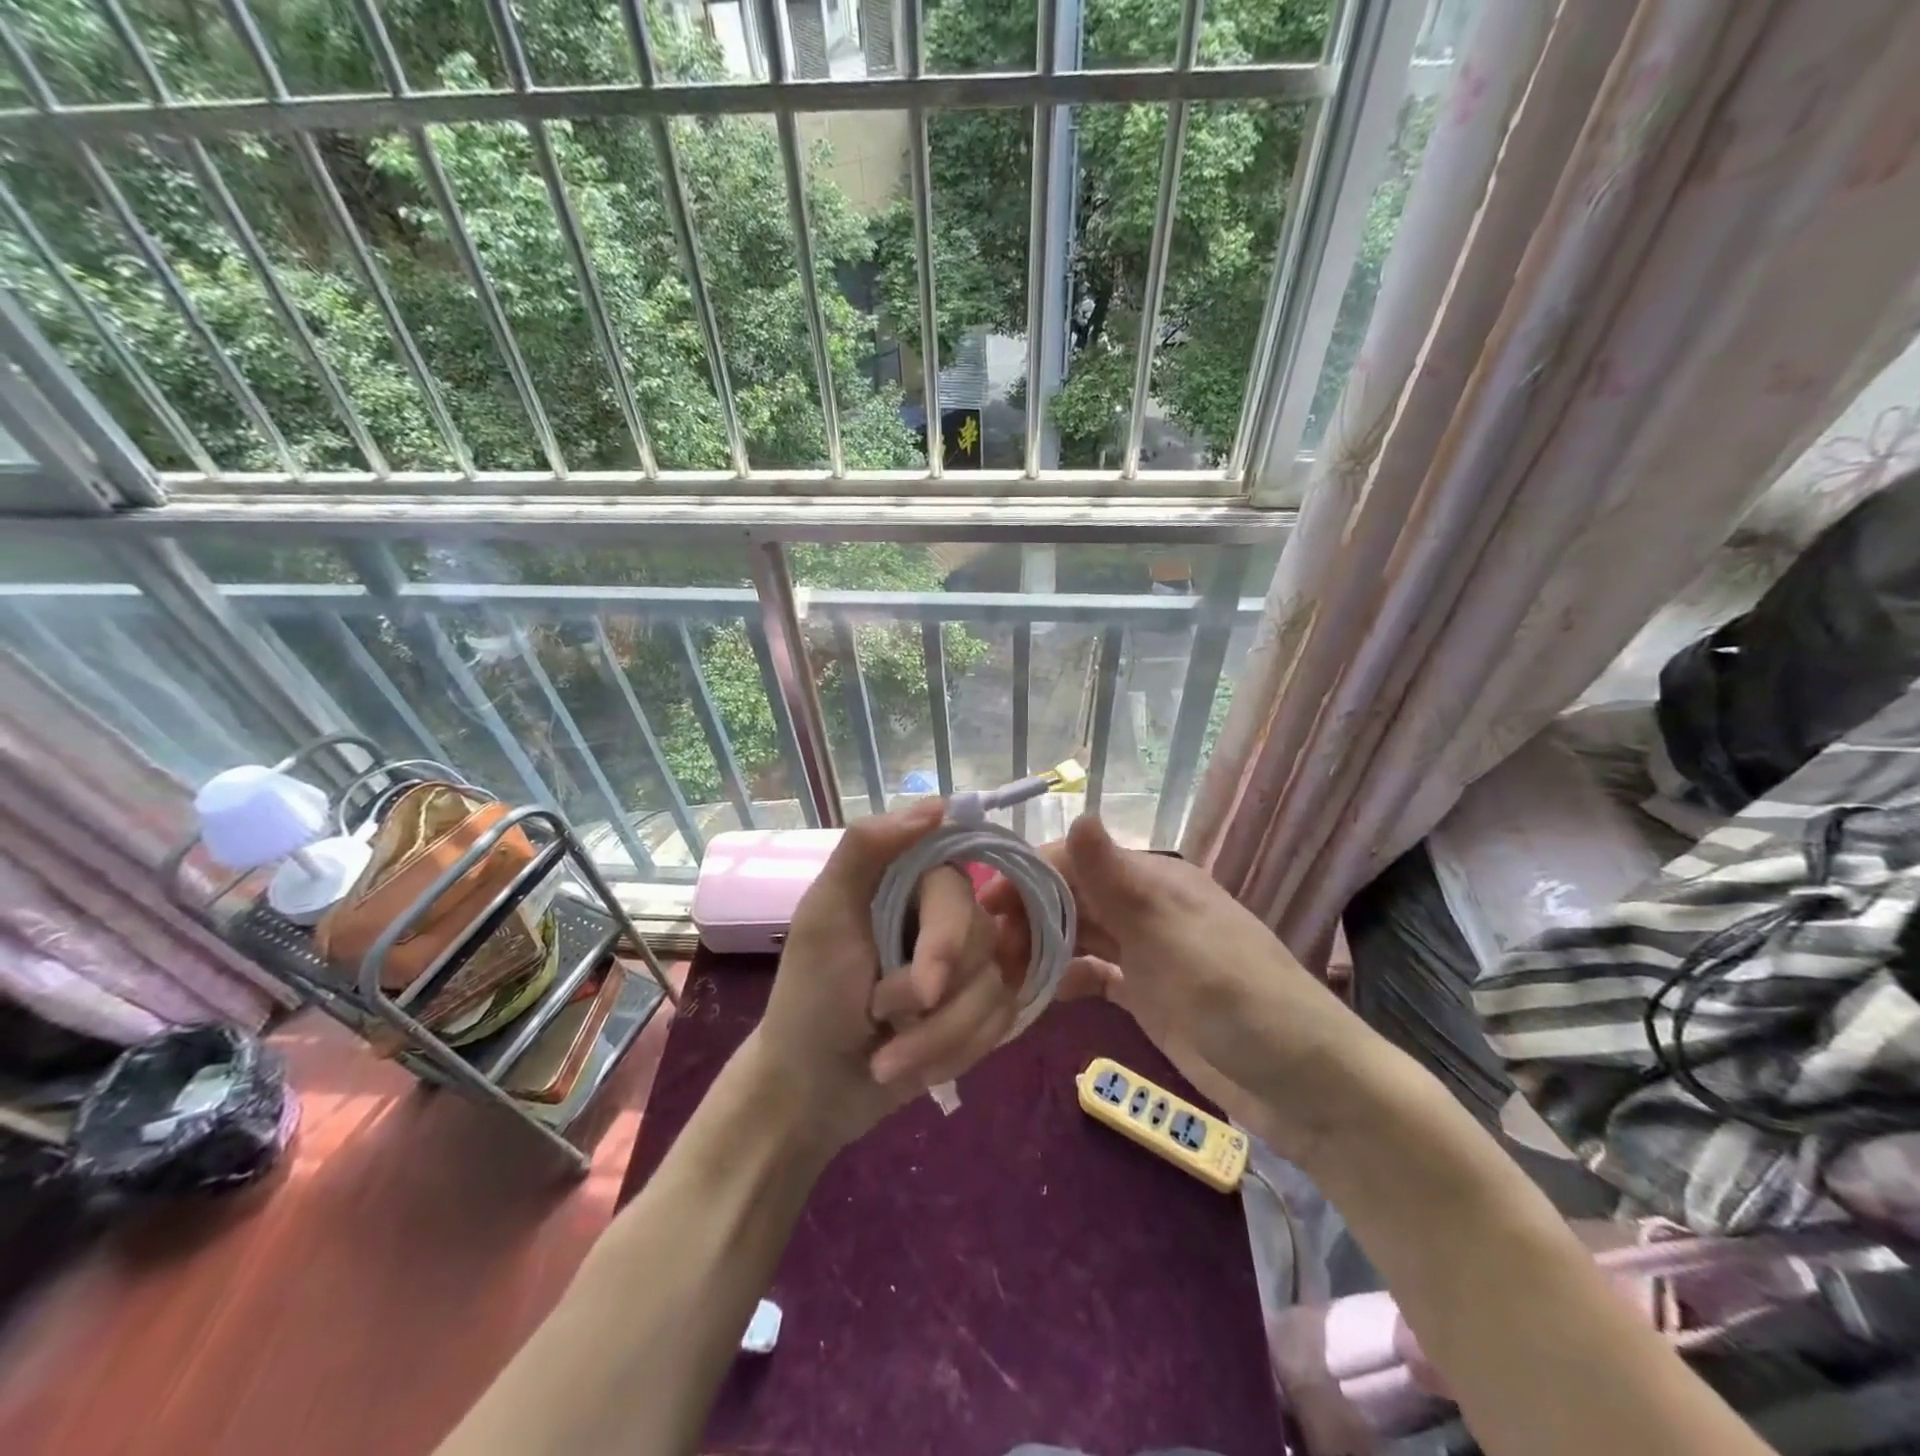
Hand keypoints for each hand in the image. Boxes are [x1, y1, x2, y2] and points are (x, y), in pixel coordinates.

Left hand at [746, 800, 1021, 1149]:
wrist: (812, 1089)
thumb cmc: (810, 997)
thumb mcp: (824, 916)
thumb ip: (867, 848)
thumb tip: (938, 805)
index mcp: (908, 882)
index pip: (959, 891)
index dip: (947, 941)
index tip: (926, 987)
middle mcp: (944, 915)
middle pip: (984, 942)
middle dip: (932, 1000)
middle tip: (881, 1016)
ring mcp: (967, 965)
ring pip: (995, 991)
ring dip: (939, 1038)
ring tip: (887, 1059)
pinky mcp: (978, 1010)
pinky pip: (999, 1025)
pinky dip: (954, 1055)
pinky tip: (914, 1068)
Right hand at [986, 816, 1388, 1164]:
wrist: (1308, 1087)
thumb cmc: (1242, 1002)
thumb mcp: (1176, 938)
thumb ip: (1120, 882)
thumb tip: (1078, 812)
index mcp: (1154, 882)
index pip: (1076, 860)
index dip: (1029, 875)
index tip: (985, 906)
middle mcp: (1145, 909)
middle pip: (1071, 896)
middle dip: (1027, 915)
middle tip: (987, 953)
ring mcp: (1145, 953)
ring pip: (1078, 934)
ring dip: (1040, 947)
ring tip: (1000, 975)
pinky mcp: (1145, 993)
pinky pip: (1092, 974)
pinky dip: (1064, 979)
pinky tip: (1037, 996)